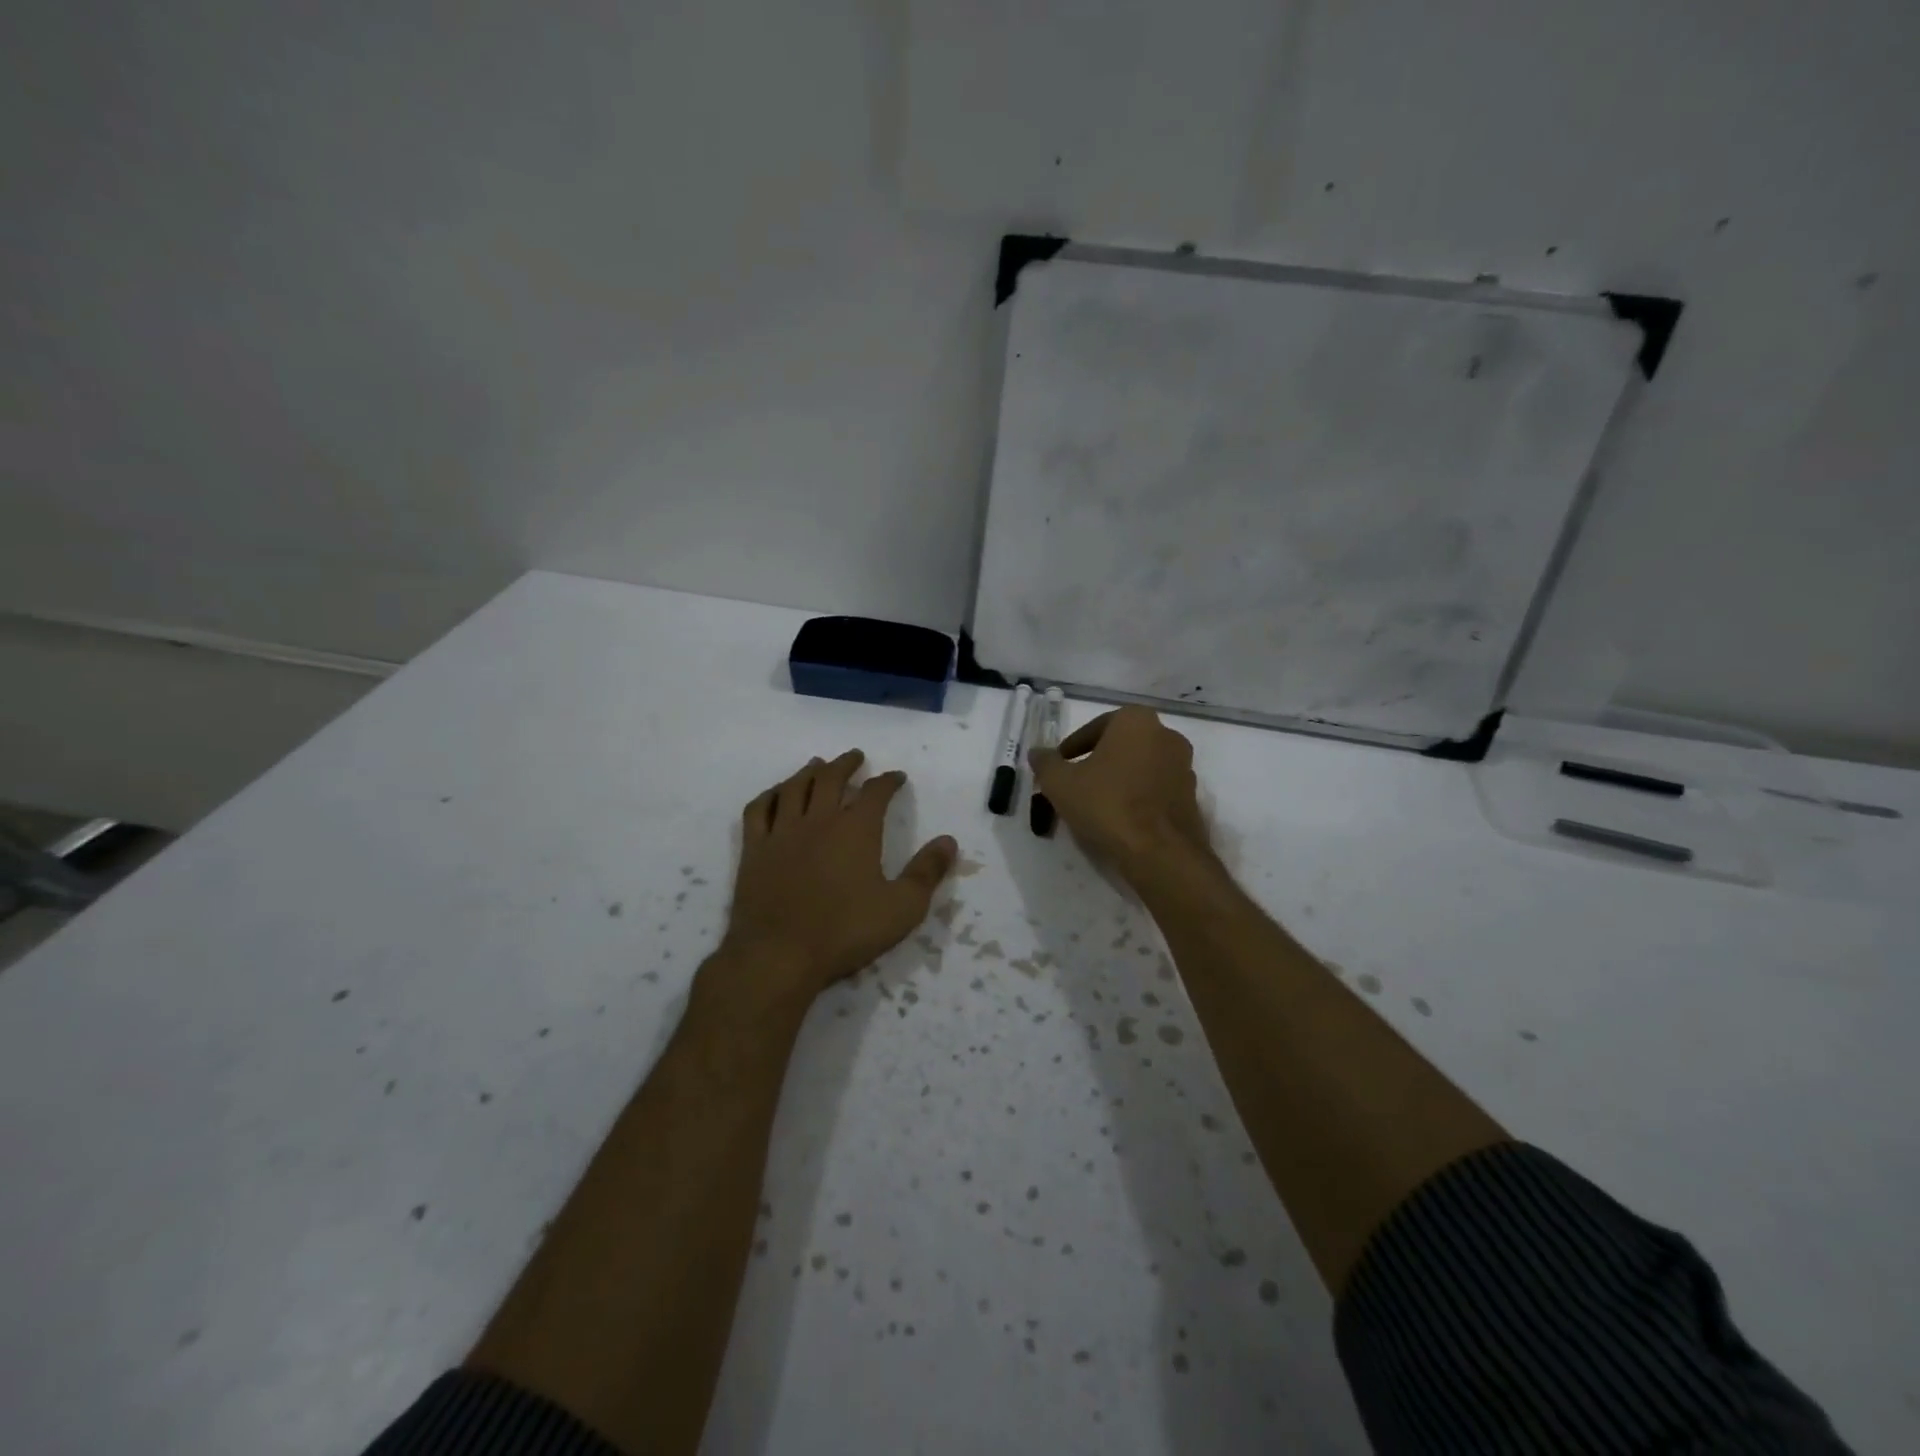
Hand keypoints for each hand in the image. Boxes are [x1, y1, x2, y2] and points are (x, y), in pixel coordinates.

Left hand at [717, 750, 956, 1002]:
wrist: (779, 955)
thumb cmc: (846, 932)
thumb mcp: (902, 907)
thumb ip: (927, 871)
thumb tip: (949, 841)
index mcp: (856, 830)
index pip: (875, 792)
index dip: (888, 781)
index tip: (896, 777)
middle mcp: (819, 820)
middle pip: (830, 778)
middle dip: (846, 764)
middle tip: (855, 756)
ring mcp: (782, 832)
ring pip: (794, 787)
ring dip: (808, 771)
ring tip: (817, 764)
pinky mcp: (755, 850)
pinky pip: (760, 810)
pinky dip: (770, 795)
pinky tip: (776, 794)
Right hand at [1028, 707, 1214, 883]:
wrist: (1160, 852)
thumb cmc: (1107, 805)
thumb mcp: (1060, 783)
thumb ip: (1046, 763)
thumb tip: (1037, 752)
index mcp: (1136, 721)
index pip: (1095, 727)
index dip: (1072, 747)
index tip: (1059, 766)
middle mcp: (1166, 735)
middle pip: (1121, 745)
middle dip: (1098, 761)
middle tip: (1075, 783)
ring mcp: (1184, 767)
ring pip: (1140, 767)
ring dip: (1119, 779)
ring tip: (1096, 804)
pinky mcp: (1192, 797)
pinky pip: (1155, 789)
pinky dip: (1137, 797)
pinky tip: (1120, 819)